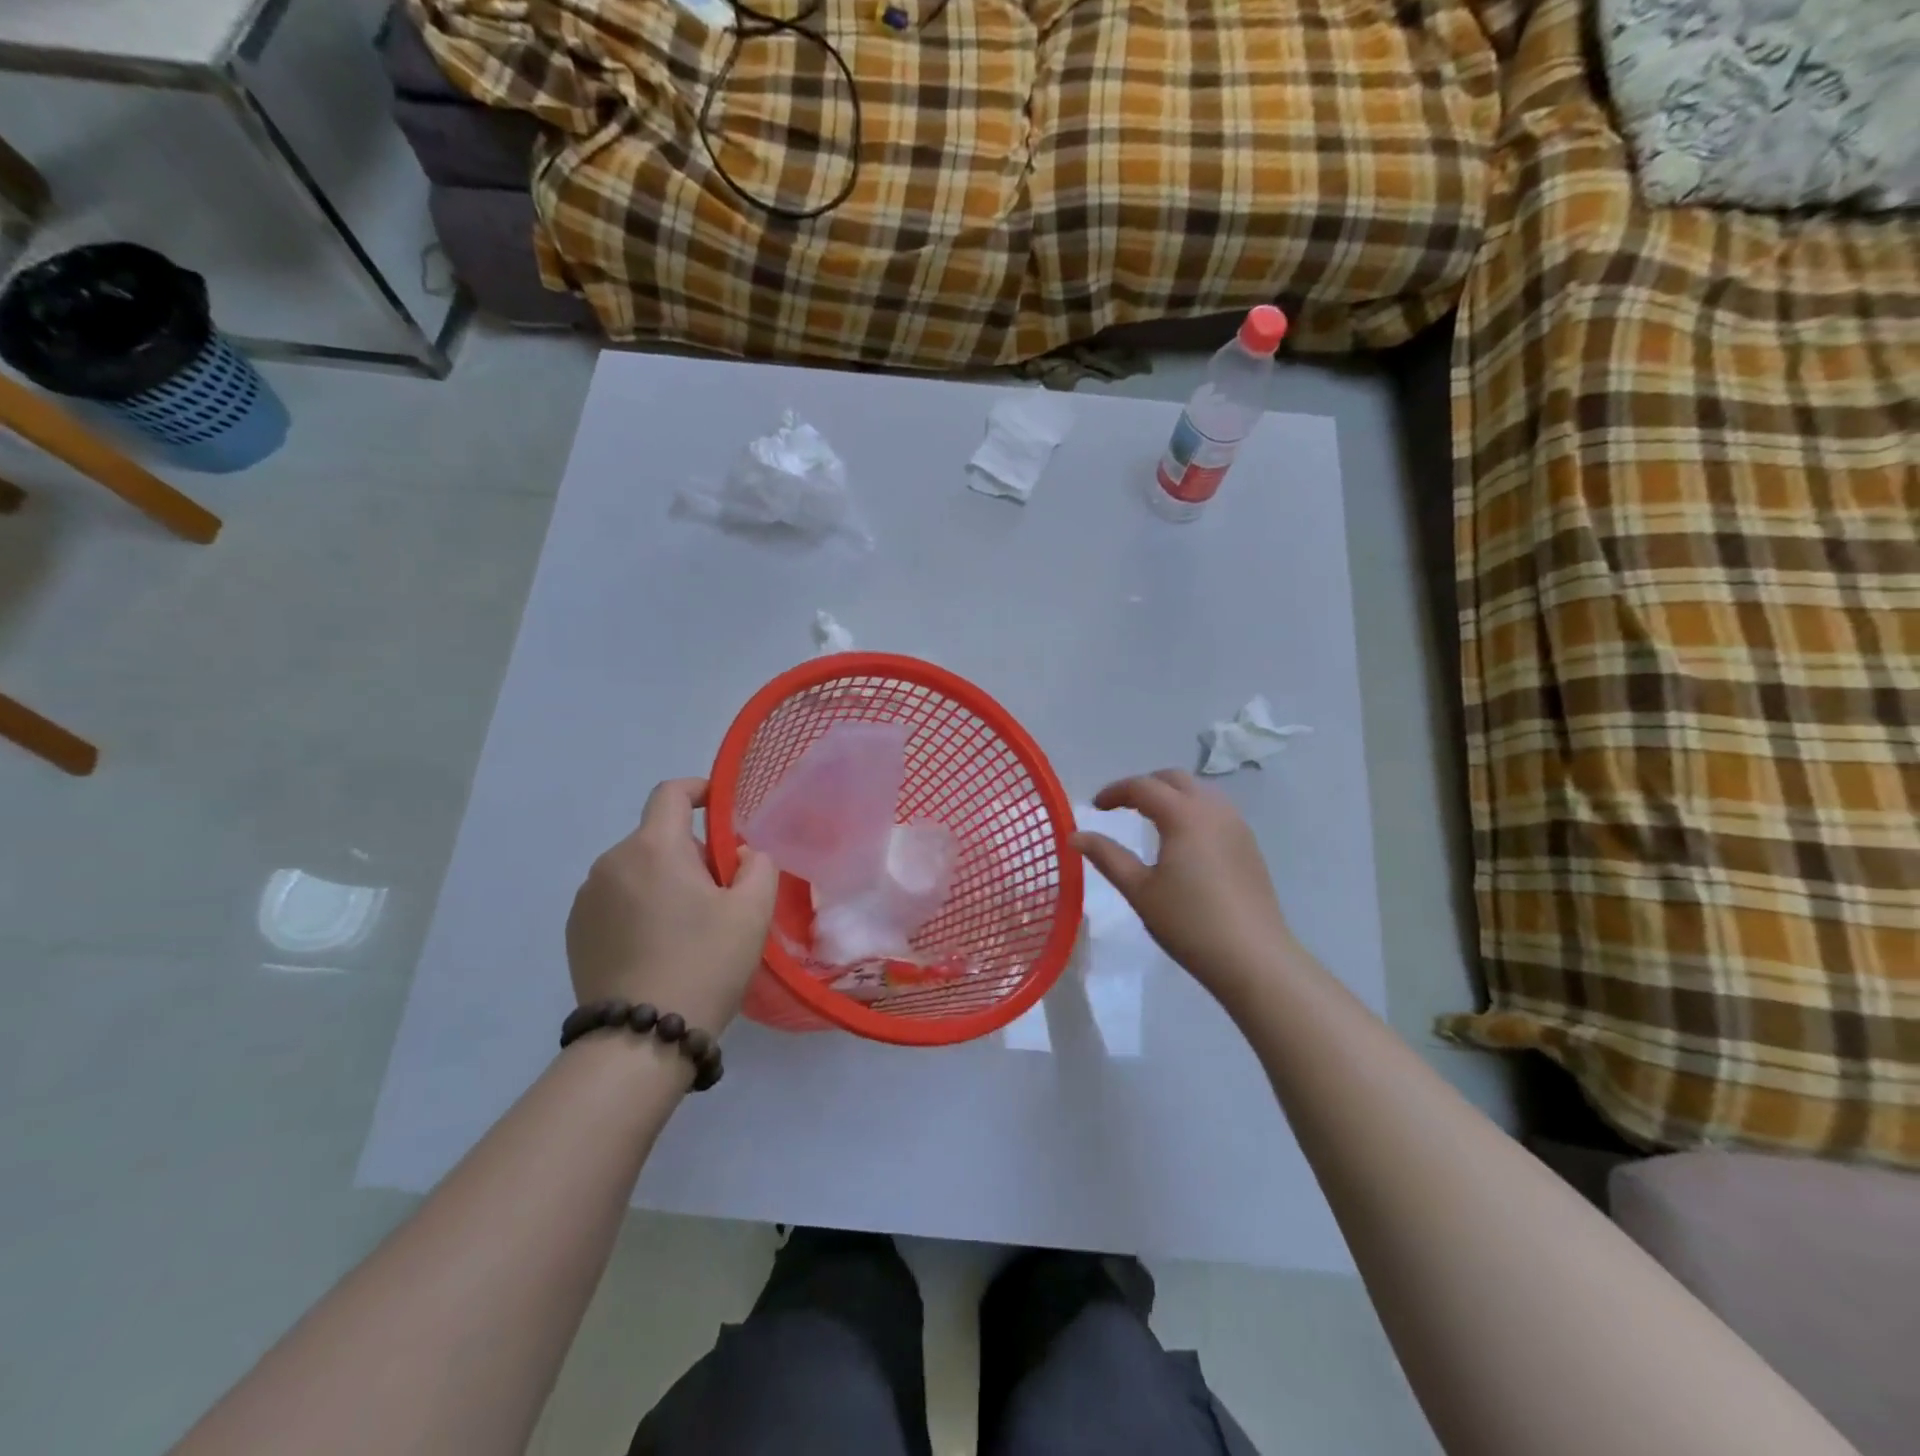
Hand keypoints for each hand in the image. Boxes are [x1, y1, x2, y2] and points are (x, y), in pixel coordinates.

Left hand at [566, 778, 778, 1032]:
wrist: (640, 1038)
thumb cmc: (705, 964)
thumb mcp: (752, 911)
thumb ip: (757, 865)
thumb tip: (739, 854)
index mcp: (653, 848)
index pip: (671, 793)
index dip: (698, 790)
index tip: (719, 806)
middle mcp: (611, 862)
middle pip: (658, 837)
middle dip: (690, 853)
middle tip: (719, 894)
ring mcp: (586, 899)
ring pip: (637, 870)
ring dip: (663, 881)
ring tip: (688, 928)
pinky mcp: (574, 932)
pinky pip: (615, 900)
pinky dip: (639, 908)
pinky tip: (657, 948)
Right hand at [1072, 770, 1297, 1010]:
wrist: (1254, 958)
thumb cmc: (1189, 923)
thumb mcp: (1139, 890)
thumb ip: (1107, 856)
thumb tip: (1075, 835)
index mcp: (1183, 815)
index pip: (1143, 787)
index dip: (1115, 792)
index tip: (1096, 807)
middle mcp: (1213, 809)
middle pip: (1175, 779)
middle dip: (1145, 786)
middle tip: (1122, 807)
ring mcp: (1237, 825)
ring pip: (1200, 792)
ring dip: (1172, 795)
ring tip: (1151, 819)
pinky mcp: (1249, 845)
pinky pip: (1216, 810)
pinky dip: (1193, 810)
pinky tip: (1184, 840)